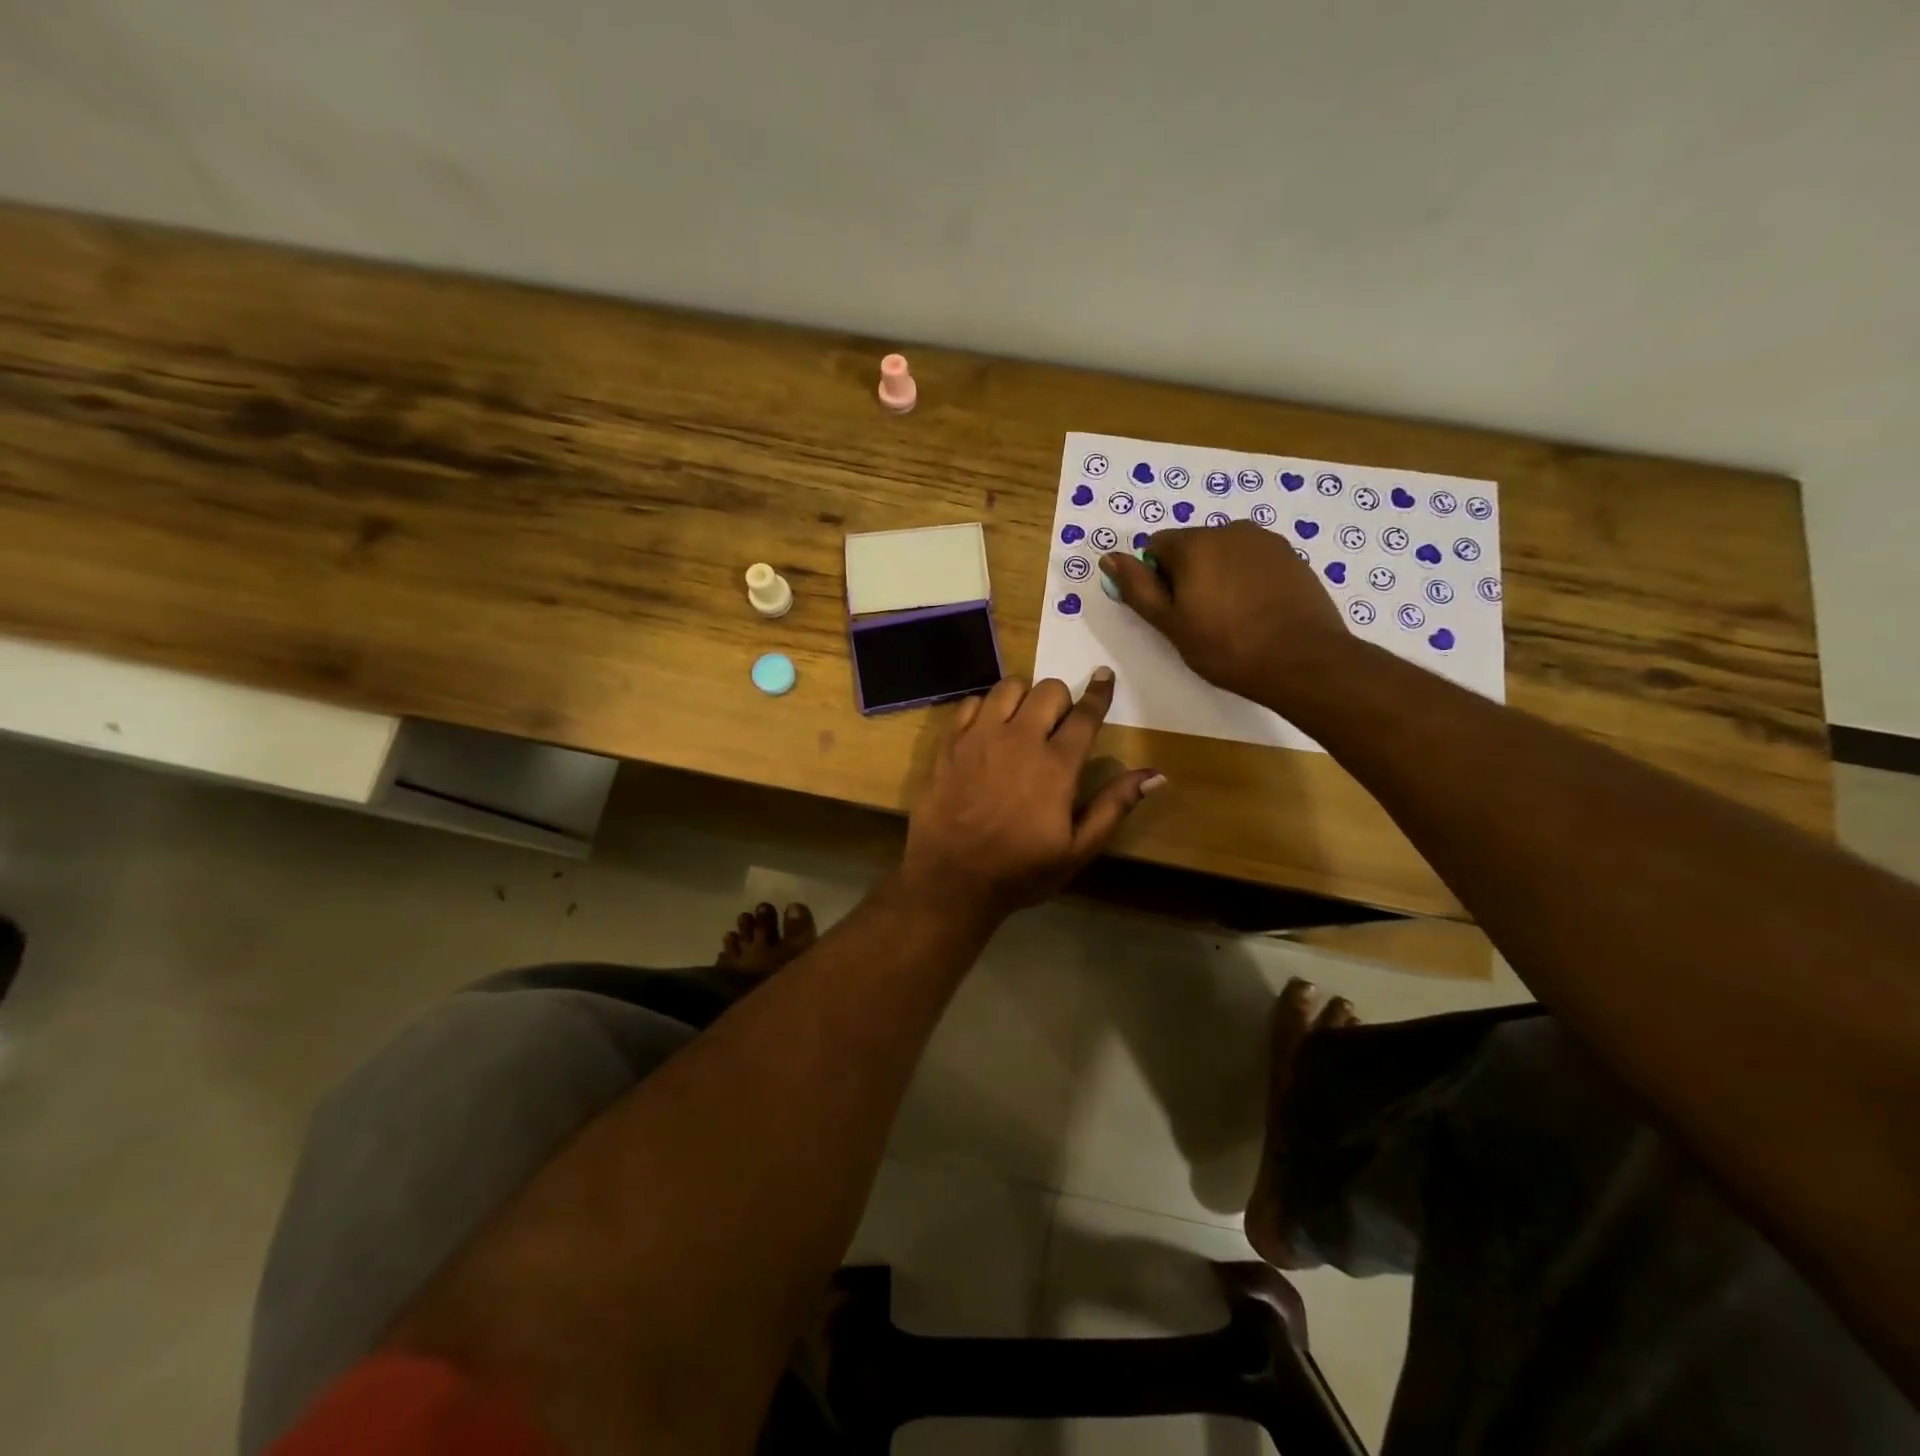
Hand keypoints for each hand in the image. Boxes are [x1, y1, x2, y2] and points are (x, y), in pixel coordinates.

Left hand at [902, 670, 1164, 916]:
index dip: (1099, 692)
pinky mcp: (950, 742)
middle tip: (1057, 724)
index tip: (1103, 675)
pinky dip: (985, 708)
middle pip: (1048, 690)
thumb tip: (1156, 774)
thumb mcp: (1077, 850)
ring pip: (1009, 687)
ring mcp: (980, 737)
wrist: (951, 879)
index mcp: (1056, 765)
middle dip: (1060, 700)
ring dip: (1023, 697)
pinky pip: (972, 702)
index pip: (1085, 714)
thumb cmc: (1020, 870)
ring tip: (1022, 721)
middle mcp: (1019, 739)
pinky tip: (988, 730)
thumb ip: (1114, 806)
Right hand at [1101, 523, 1355, 707]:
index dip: (1156, 579)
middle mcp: (1229, 529)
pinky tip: (1257, 611)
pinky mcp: (1291, 555)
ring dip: (1218, 575)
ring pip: (1224, 553)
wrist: (1302, 660)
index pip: (1155, 547)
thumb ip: (1137, 587)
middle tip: (1200, 618)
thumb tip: (1109, 557)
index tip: (1171, 610)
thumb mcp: (1170, 623)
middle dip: (1188, 574)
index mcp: (1194, 543)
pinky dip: (1247, 579)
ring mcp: (1265, 540)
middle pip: (1191, 546)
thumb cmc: (1226, 647)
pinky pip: (1253, 560)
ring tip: (1232, 616)